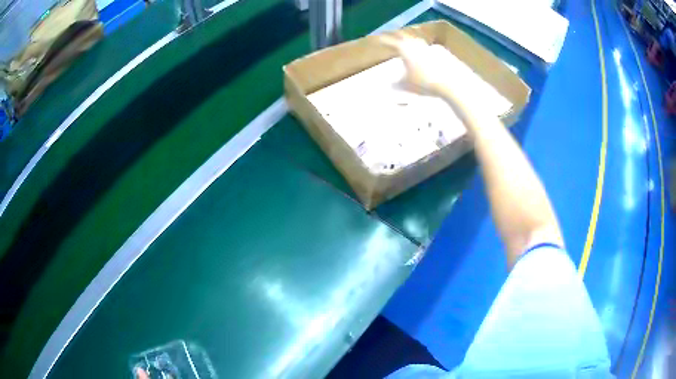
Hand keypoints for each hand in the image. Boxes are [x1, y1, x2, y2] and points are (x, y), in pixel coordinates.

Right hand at [379, 32, 450, 96]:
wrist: (453, 82)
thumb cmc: (426, 83)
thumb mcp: (407, 86)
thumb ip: (396, 84)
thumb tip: (389, 85)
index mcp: (405, 48)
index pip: (390, 41)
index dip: (383, 40)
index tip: (378, 39)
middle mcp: (417, 44)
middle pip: (406, 37)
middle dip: (399, 38)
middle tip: (395, 41)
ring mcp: (432, 47)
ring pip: (419, 42)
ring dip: (413, 44)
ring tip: (411, 49)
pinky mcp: (444, 53)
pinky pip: (431, 50)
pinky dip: (426, 52)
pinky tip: (428, 59)